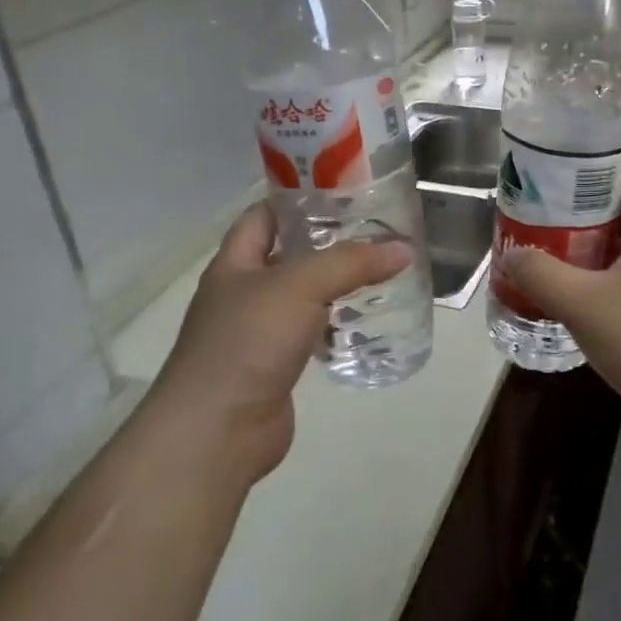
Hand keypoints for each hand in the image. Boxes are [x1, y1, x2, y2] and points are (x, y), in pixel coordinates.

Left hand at [141, 202, 411, 482]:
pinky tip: (367, 322)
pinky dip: (337, 325)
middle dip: (328, 242)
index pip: (264, 215)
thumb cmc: (248, 342)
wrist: (218, 429)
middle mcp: (244, 292)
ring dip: (337, 285)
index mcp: (236, 263)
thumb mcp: (300, 286)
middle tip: (377, 231)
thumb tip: (402, 249)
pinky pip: (311, 333)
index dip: (297, 198)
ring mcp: (259, 331)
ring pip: (303, 296)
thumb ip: (351, 263)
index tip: (344, 191)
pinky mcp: (277, 364)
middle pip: (289, 254)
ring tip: (383, 271)